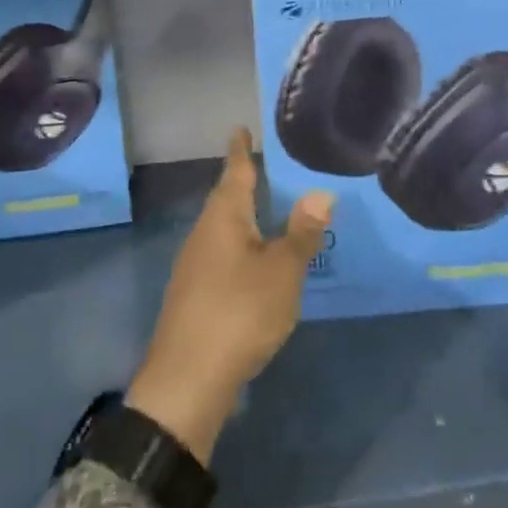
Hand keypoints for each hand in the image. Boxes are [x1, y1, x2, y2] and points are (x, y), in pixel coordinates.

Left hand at [126, 130, 333, 465]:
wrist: (187, 379)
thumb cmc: (239, 313)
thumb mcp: (282, 272)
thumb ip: (302, 233)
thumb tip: (320, 192)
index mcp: (224, 219)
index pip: (234, 173)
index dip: (240, 150)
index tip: (239, 128)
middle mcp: (203, 234)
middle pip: (225, 199)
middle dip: (241, 181)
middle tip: (262, 164)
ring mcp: (193, 265)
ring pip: (221, 228)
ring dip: (240, 215)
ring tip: (263, 207)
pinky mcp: (193, 293)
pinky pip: (219, 253)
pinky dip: (238, 244)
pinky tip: (251, 259)